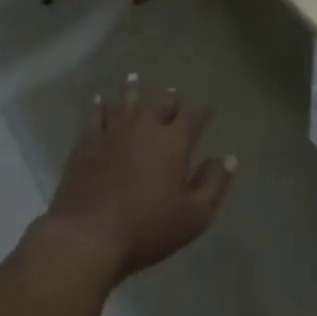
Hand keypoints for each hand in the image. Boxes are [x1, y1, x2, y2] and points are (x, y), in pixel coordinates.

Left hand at [39, 74, 235, 279]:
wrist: (88, 237)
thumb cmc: (148, 227)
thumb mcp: (195, 215)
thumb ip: (214, 183)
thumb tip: (230, 158)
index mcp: (174, 141)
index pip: (193, 116)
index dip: (202, 112)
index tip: (207, 112)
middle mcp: (144, 127)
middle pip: (160, 103)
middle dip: (171, 99)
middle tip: (174, 97)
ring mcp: (112, 132)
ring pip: (126, 101)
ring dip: (133, 90)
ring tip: (134, 78)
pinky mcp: (86, 143)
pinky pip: (95, 115)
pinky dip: (100, 105)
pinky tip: (100, 101)